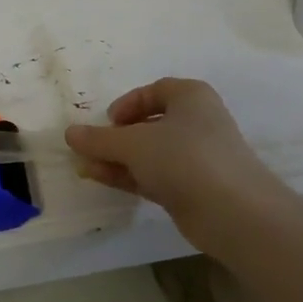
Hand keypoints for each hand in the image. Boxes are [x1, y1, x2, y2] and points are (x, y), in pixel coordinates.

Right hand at [65, 78, 289, 252]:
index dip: (127, 103)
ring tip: (84, 167)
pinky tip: (101, 179)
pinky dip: (129, 176)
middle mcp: (196, 122)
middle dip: (116, 137)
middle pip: (149, 124)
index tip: (107, 121)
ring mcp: (196, 158)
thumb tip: (70, 133)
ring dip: (118, 159)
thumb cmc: (184, 157)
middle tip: (90, 149)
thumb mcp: (134, 143)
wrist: (233, 210)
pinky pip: (154, 175)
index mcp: (191, 97)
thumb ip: (99, 139)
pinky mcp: (192, 188)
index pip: (155, 91)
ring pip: (150, 153)